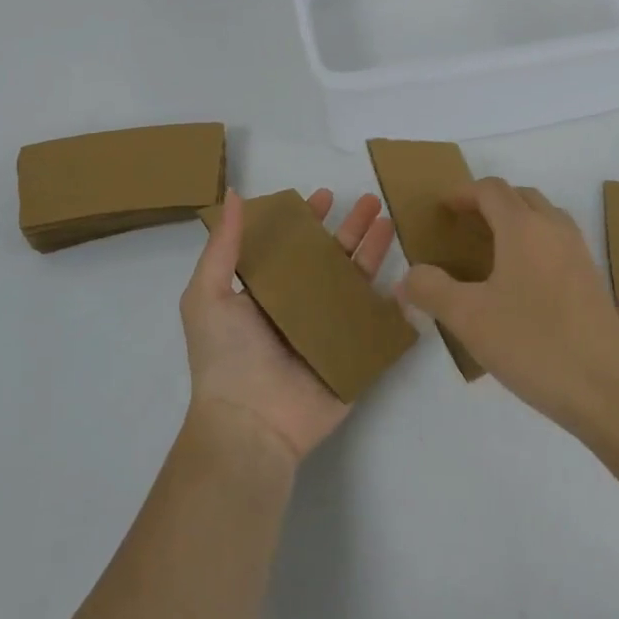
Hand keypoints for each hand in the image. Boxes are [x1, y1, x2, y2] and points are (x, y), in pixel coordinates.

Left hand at [181, 188, 395, 464]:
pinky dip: (395, 300)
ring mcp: (330, 329)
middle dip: (351, 228)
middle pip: (332, 258)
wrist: (251, 424)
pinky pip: (378, 322)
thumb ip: (224, 245)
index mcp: (268, 291)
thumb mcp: (208, 294)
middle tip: (372, 200)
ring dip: (374, 251)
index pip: (294, 246)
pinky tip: (409, 275)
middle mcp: (301, 306)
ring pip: (358, 282)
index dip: (309, 220)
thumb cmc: (226, 356)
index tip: (326, 195)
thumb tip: (233, 194)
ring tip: (389, 221)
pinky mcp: (354, 354)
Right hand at [399, 179, 618, 433]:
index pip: (491, 190)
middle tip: (464, 225)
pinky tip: (522, 283)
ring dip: (516, 221)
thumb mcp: (469, 319)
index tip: (443, 209)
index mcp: (524, 228)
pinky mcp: (593, 281)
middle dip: (490, 202)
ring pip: (544, 218)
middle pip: (520, 197)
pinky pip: (558, 243)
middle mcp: (555, 230)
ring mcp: (580, 254)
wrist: (608, 391)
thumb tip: (408, 276)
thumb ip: (432, 290)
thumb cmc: (533, 344)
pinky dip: (535, 244)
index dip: (463, 193)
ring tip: (492, 249)